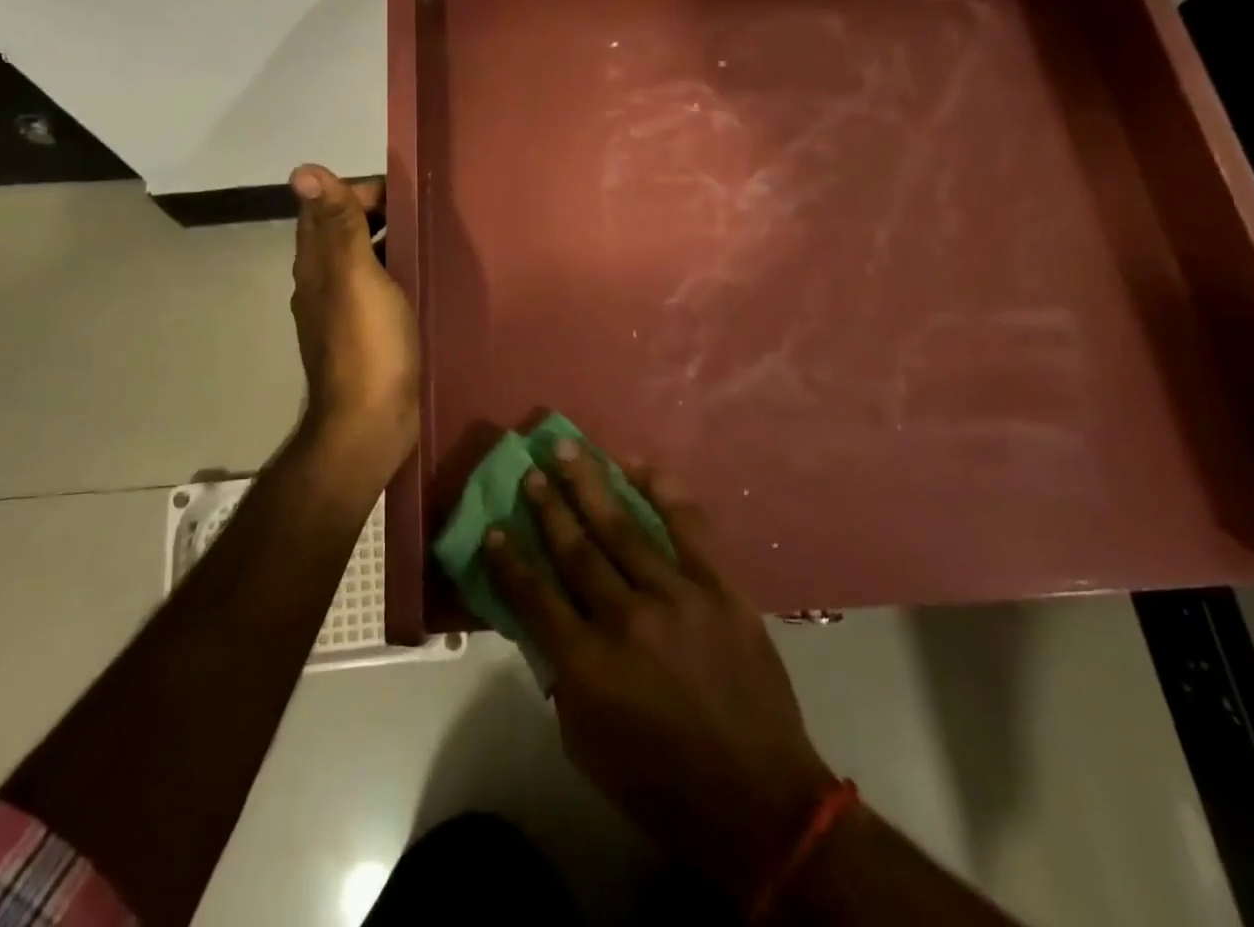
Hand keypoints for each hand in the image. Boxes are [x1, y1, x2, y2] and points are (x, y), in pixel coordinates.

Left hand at [288, 165, 419, 465]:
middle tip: (427, 212)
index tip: (404, 189)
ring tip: (432, 238)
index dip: (359, 190)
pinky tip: (424, 280)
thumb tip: (302, 169)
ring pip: (363, 261)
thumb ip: (337, 224)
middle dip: (379, 214)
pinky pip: (379, 290)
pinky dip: (397, 274)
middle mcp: (322, 283)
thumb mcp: (355, 276)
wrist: (369, 424)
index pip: (326, 207)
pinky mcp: (365, 336)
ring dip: (389, 243)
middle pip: (344, 232)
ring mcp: (342, 312)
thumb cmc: (367, 345)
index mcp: (316, 264)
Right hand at [484, 444, 833, 901]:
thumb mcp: (586, 744)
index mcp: (587, 664)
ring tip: (568, 450)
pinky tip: (638, 465)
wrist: (759, 803)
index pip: (534, 596)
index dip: (509, 560)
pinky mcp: (720, 588)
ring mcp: (677, 597)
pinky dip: (662, 491)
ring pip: (623, 527)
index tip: (494, 527)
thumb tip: (546, 620)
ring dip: (590, 484)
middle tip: (530, 470)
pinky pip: (688, 526)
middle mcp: (626, 619)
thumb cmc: (661, 784)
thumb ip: (560, 676)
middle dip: (548, 506)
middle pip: (576, 549)